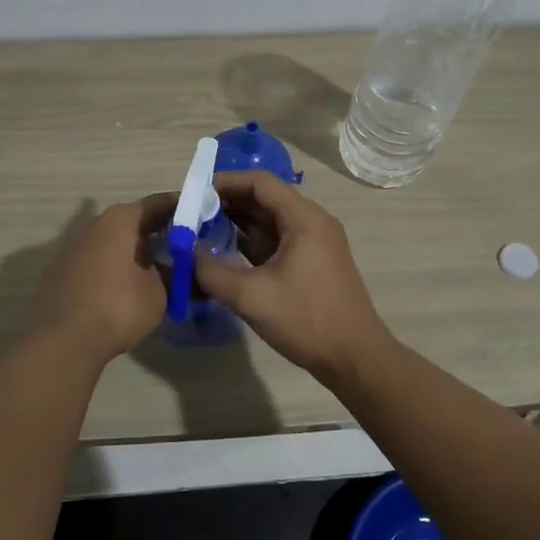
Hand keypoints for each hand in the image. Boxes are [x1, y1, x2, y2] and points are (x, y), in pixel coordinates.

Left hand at [38, 194, 175, 364]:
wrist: (64, 342)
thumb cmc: (118, 307)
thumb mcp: (160, 293)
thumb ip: (177, 274)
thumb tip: (187, 269)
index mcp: (120, 219)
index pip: (158, 204)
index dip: (181, 209)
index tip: (201, 218)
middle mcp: (94, 224)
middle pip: (134, 221)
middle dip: (159, 232)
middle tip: (185, 247)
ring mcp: (74, 247)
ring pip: (114, 241)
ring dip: (135, 251)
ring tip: (160, 269)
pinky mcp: (63, 271)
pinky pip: (98, 259)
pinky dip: (116, 266)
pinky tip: (129, 286)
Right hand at [193, 172, 392, 376]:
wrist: (355, 358)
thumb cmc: (306, 319)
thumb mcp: (252, 297)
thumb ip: (212, 272)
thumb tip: (185, 253)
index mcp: (304, 218)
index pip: (260, 182)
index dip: (226, 182)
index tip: (194, 193)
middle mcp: (311, 221)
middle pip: (264, 198)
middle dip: (227, 204)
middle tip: (191, 214)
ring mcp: (313, 242)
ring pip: (270, 221)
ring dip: (237, 223)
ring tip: (200, 231)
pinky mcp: (311, 262)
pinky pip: (277, 240)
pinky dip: (251, 242)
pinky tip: (224, 252)